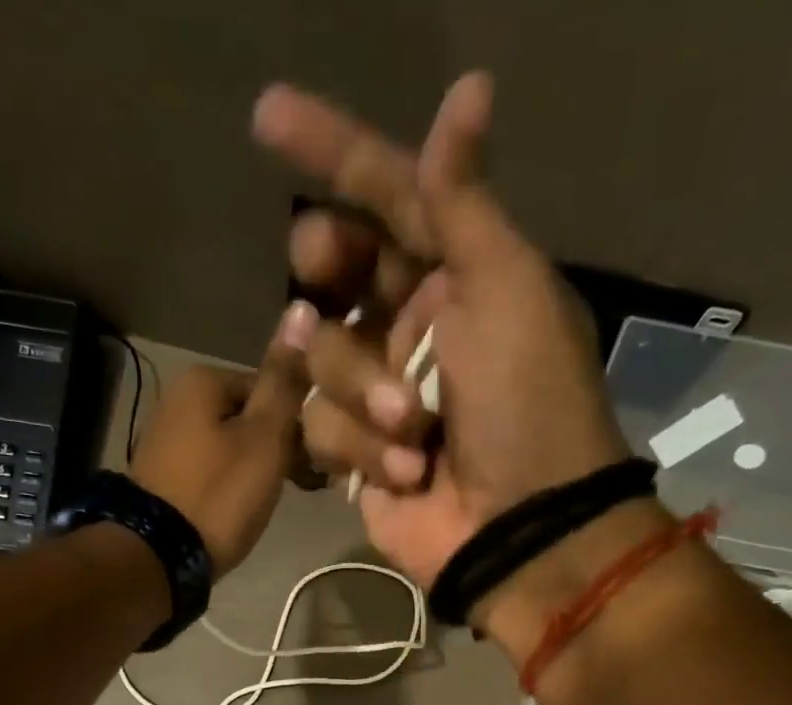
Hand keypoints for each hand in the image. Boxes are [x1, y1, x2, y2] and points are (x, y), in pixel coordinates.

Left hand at [126, 307, 312, 578]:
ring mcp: (168, 439)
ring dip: (259, 467)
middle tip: (302, 486)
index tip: (317, 459)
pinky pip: (213, 468)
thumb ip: (285, 381)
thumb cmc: (219, 494)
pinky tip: (243, 509)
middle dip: (280, 447)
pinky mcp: (165, 475)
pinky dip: (233, 484)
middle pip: (252, 415)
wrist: (157, 556)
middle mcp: (180, 399)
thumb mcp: (264, 437)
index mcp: (204, 380)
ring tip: (274, 501)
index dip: (301, 422)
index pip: (273, 386)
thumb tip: (303, 309)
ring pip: (233, 444)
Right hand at [253, 75, 631, 588]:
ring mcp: (379, 392)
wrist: (520, 529)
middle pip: (334, 268)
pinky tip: (408, 473)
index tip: (265, 116)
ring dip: (363, 390)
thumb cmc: (526, 404)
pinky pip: (319, 427)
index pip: (387, 195)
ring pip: (318, 355)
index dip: (329, 151)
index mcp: (458, 274)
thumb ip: (464, 202)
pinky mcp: (357, 453)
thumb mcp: (506, 290)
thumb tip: (469, 88)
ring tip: (416, 429)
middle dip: (326, 268)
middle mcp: (412, 324)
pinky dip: (362, 449)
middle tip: (324, 273)